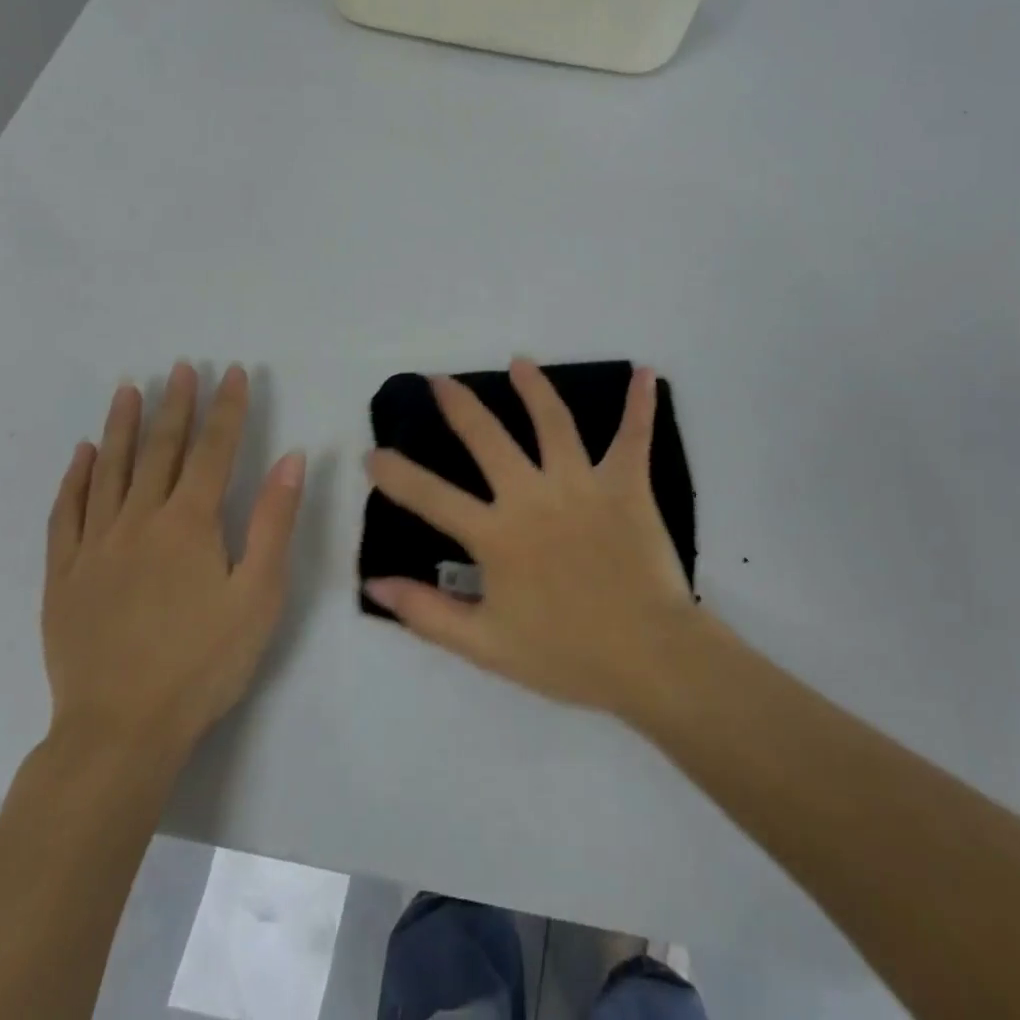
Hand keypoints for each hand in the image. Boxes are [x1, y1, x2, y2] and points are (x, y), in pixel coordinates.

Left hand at [42, 362, 304, 769]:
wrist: (121, 730)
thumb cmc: (205, 661)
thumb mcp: (259, 593)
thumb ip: (274, 521)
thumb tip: (290, 458)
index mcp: (190, 524)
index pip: (212, 450)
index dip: (225, 408)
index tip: (231, 372)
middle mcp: (139, 521)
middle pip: (160, 450)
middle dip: (175, 405)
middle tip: (179, 367)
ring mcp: (95, 547)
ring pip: (110, 471)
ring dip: (122, 427)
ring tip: (129, 390)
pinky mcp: (64, 576)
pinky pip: (66, 513)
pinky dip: (75, 479)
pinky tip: (83, 455)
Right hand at [363, 359, 700, 716]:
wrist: (646, 657)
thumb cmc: (565, 655)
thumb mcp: (483, 645)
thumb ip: (426, 613)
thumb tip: (375, 582)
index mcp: (496, 535)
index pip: (432, 497)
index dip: (397, 475)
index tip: (374, 453)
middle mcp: (532, 496)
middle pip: (488, 439)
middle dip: (459, 407)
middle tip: (439, 380)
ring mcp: (581, 484)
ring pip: (553, 422)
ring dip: (534, 388)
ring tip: (520, 363)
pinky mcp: (626, 485)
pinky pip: (633, 437)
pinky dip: (640, 404)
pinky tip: (644, 372)